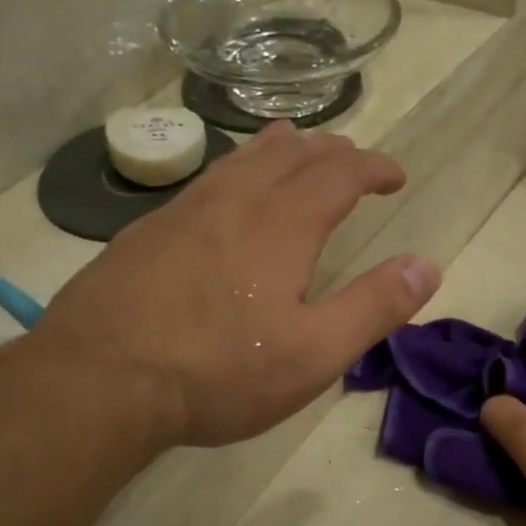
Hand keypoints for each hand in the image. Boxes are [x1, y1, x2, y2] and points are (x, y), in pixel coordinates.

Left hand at [32, 121, 441, 447]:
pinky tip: (221, 194)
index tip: (395, 175)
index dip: (372, 168)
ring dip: (276, 150)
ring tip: (292, 144)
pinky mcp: (141, 236)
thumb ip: (372, 308)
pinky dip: (230, 173)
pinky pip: (200, 185)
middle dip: (328, 152)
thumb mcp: (312, 355)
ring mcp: (179, 216)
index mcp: (280, 228)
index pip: (338, 176)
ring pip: (238, 162)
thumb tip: (426, 265)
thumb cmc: (217, 374)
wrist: (100, 381)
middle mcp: (231, 205)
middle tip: (349, 157)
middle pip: (288, 157)